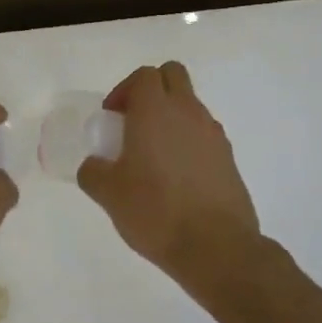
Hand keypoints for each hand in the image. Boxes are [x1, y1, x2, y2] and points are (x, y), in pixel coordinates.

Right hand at [78, 61, 262, 291]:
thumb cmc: (155, 211)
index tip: (112, 119)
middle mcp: (188, 112)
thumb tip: (93, 166)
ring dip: (171, 117)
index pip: (144, 75)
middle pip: (173, 75)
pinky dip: (188, 142)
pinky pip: (204, 134)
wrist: (216, 247)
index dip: (124, 90)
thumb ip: (93, 172)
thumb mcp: (108, 194)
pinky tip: (177, 178)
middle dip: (152, 90)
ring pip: (191, 105)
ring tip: (154, 157)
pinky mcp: (229, 158)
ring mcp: (213, 134)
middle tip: (133, 123)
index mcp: (156, 111)